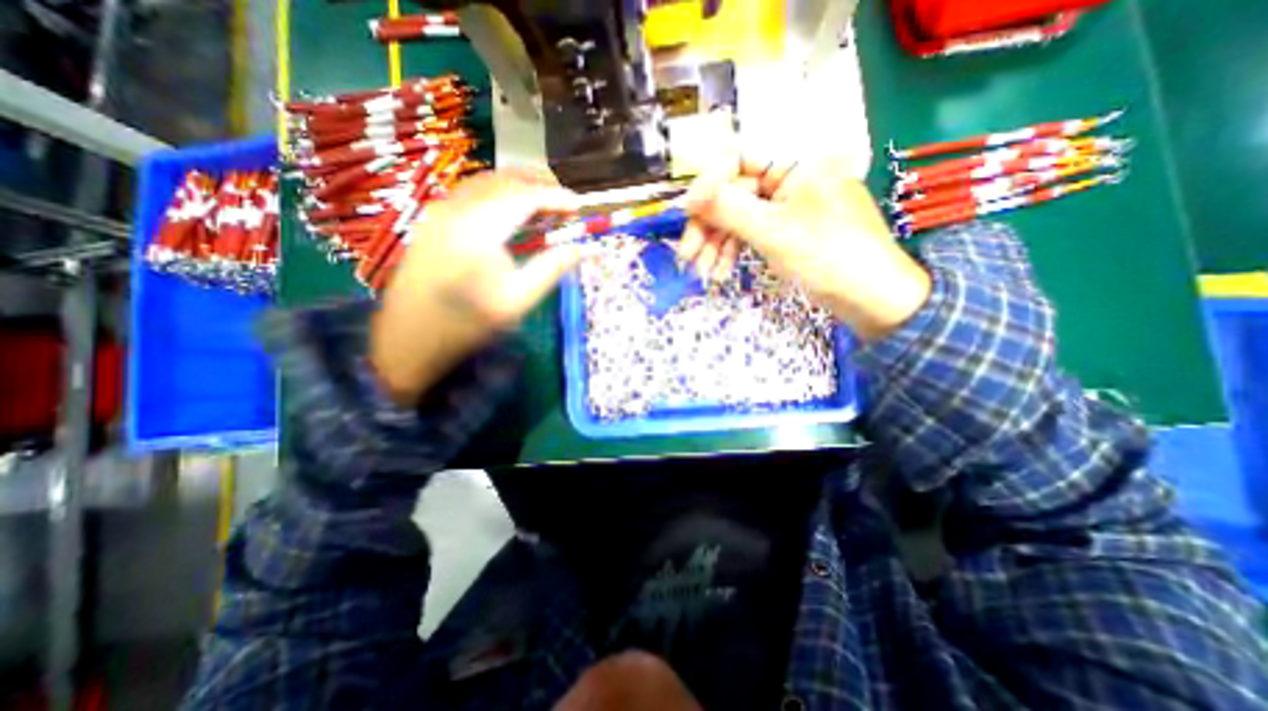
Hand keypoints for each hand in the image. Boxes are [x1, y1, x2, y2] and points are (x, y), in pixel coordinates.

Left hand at [371, 168, 580, 406]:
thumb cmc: (468, 323)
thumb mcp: (518, 300)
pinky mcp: (433, 219)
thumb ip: (552, 268)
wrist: (410, 337)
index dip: (556, 198)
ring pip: (487, 181)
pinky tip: (512, 211)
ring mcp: (440, 211)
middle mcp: (456, 209)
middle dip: (539, 184)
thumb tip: (583, 248)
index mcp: (478, 229)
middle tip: (565, 201)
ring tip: (545, 203)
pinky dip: (499, 193)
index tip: (579, 208)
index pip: (525, 197)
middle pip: (504, 180)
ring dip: (519, 186)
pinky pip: (472, 192)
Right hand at [684, 154, 929, 340]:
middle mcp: (790, 179)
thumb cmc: (826, 257)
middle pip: (735, 193)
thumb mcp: (772, 231)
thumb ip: (728, 209)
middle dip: (708, 226)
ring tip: (702, 272)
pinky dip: (734, 251)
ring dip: (717, 244)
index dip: (709, 185)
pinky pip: (752, 233)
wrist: (871, 297)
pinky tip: (721, 272)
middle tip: (687, 256)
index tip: (687, 213)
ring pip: (740, 217)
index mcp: (795, 164)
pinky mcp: (787, 231)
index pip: (738, 160)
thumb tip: (689, 195)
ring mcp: (788, 207)